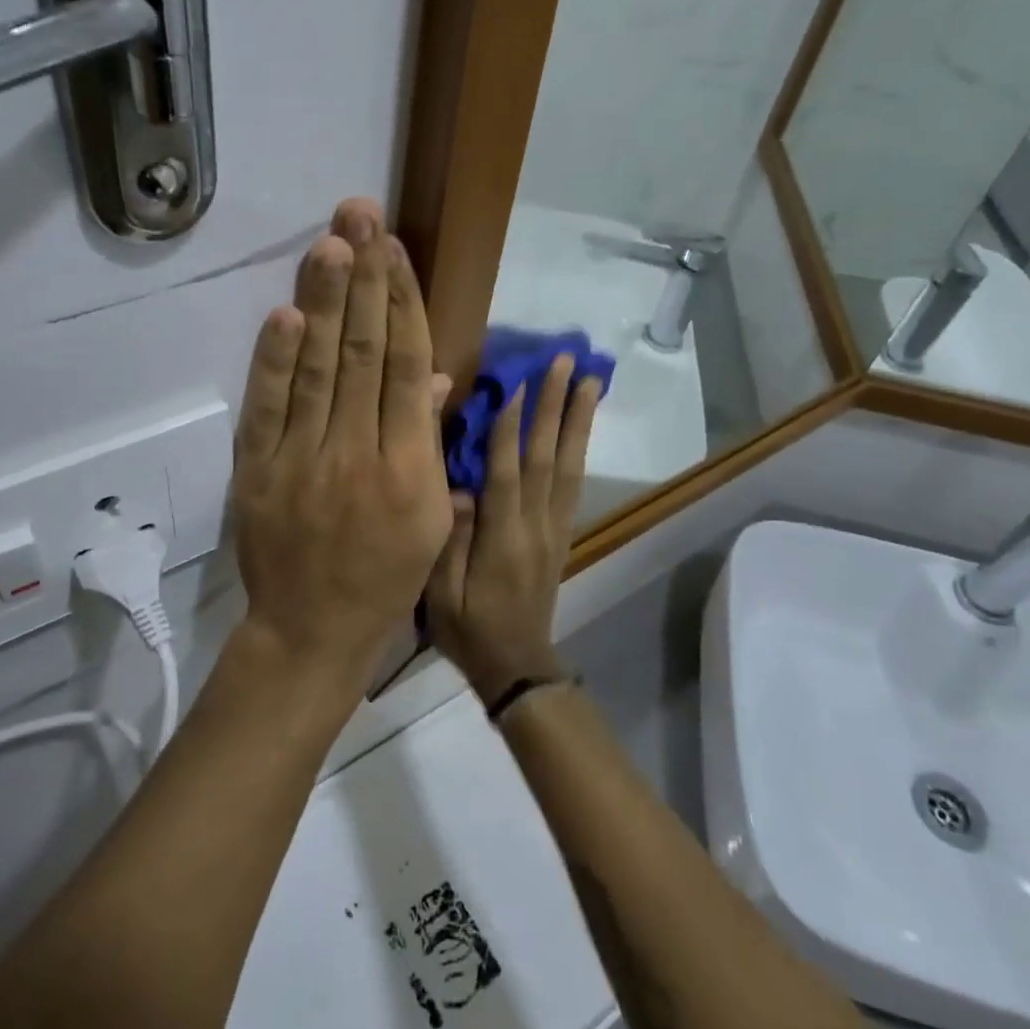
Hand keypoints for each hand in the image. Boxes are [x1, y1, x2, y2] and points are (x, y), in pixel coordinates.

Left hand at [230, 199, 455, 691]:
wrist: (312, 631)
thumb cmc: (386, 576)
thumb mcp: (430, 517)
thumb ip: (430, 442)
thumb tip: (435, 375)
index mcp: (410, 465)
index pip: (408, 365)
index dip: (403, 302)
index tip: (395, 250)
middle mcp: (359, 453)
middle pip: (365, 352)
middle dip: (365, 279)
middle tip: (360, 215)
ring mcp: (303, 460)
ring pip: (319, 368)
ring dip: (325, 301)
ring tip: (332, 243)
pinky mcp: (257, 472)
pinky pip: (268, 408)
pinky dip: (276, 360)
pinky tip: (287, 313)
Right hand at [424, 354, 601, 703]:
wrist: (517, 666)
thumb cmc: (469, 629)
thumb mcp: (440, 594)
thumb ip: (450, 539)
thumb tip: (458, 486)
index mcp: (502, 539)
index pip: (507, 473)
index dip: (511, 427)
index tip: (516, 381)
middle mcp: (536, 525)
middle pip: (546, 457)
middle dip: (555, 406)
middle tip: (566, 362)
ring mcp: (554, 527)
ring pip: (568, 465)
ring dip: (578, 419)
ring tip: (589, 380)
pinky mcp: (562, 533)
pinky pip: (574, 483)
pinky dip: (579, 447)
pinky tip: (582, 424)